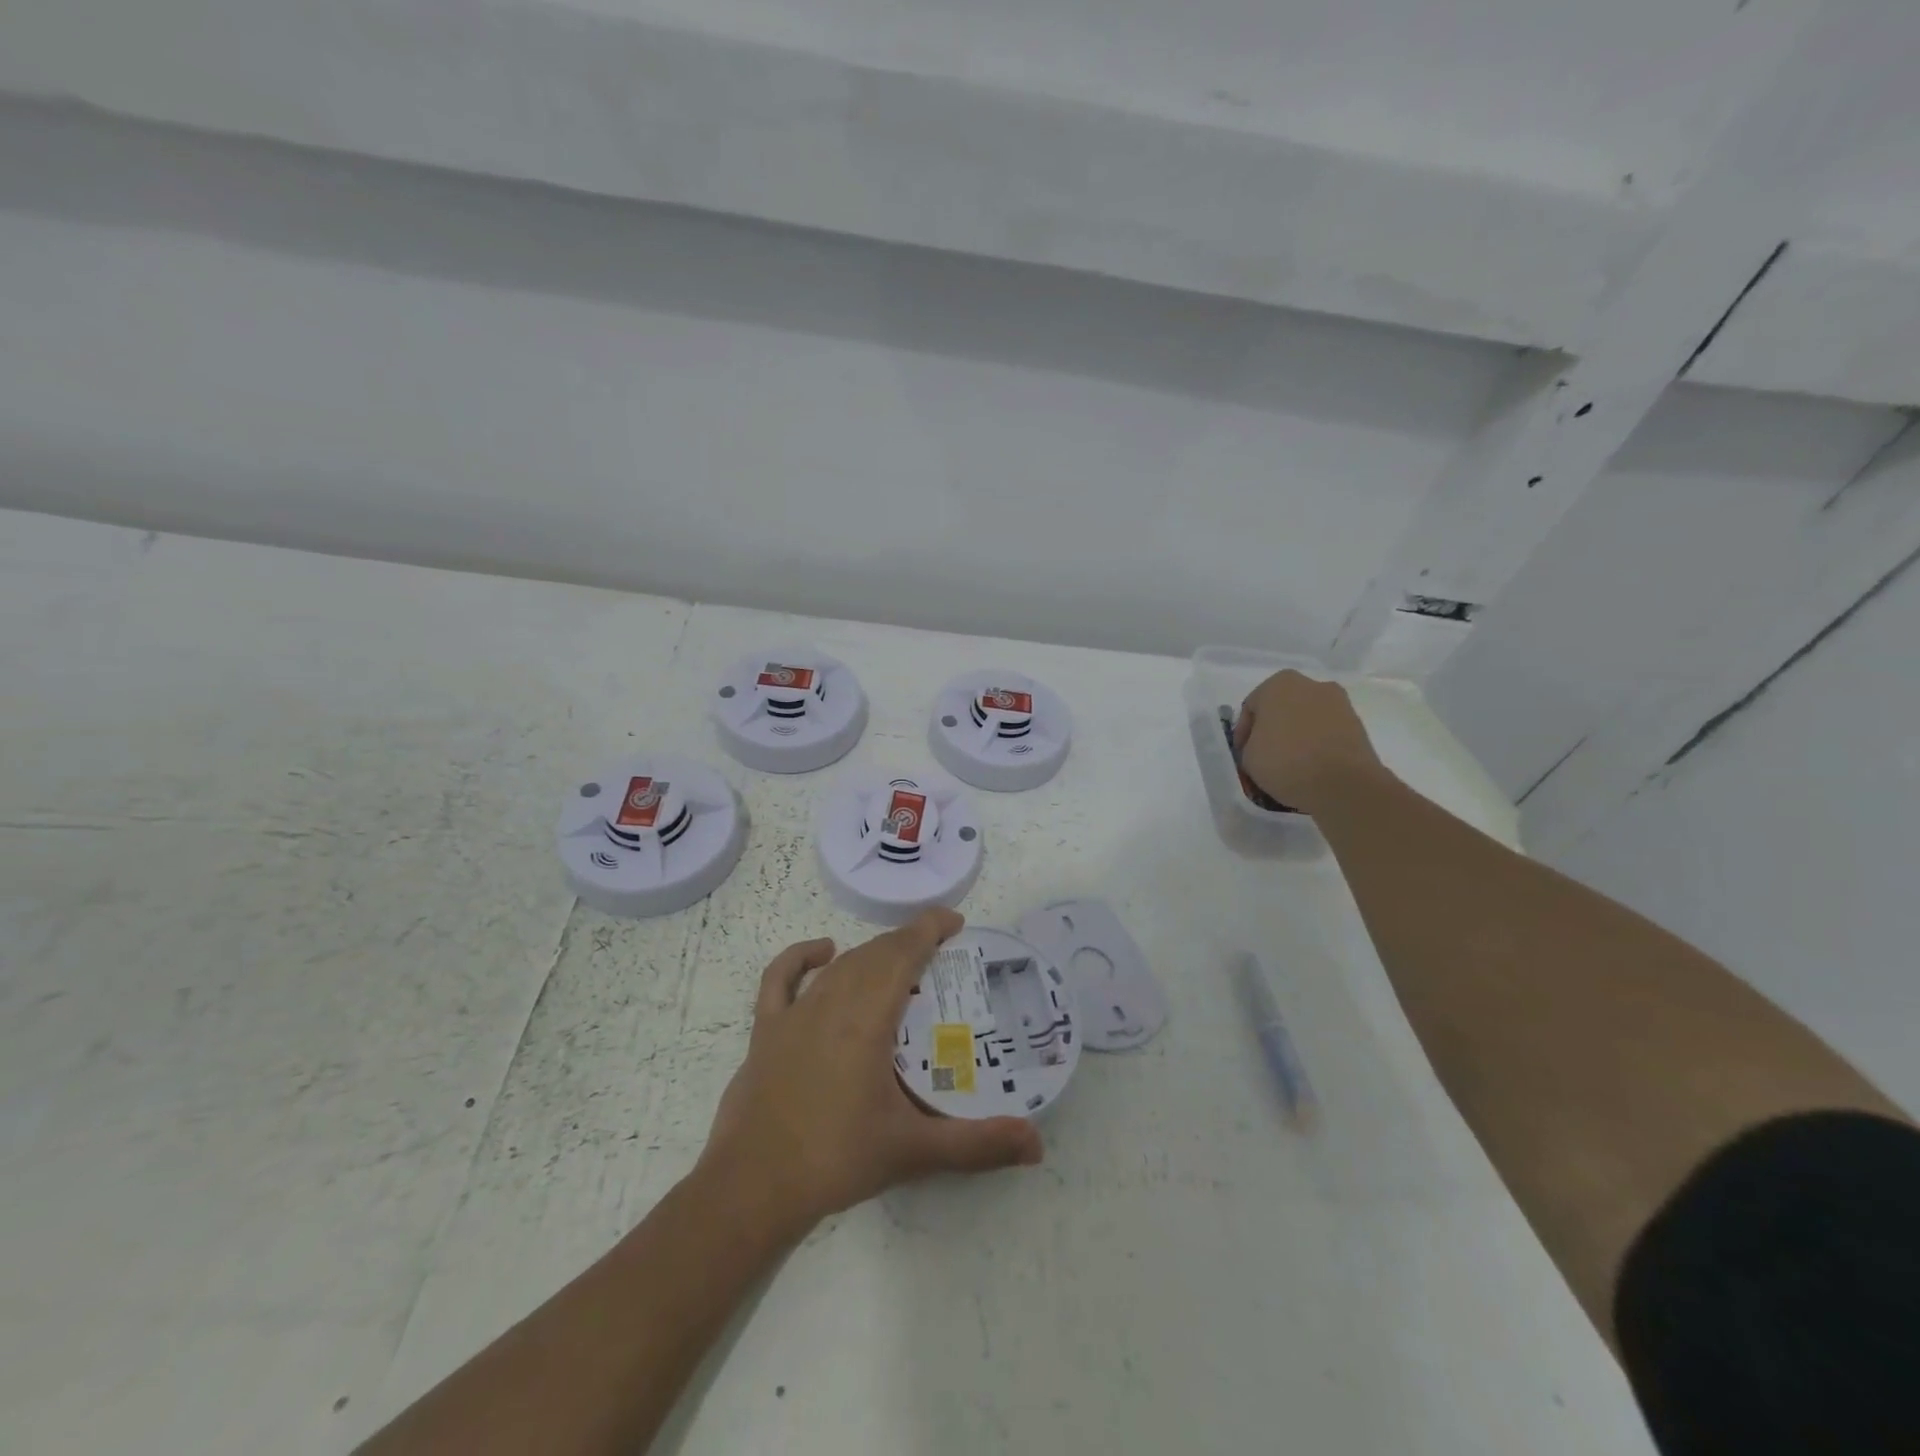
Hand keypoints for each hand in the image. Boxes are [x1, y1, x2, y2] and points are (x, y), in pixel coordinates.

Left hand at [699, 909, 1043, 1242]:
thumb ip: (977, 1145)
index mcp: (867, 1020)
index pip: (903, 955)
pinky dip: (802, 957)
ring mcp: (794, 1014)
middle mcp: (831, 1003)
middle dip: (907, 941)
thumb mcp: (914, 1151)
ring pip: (840, 965)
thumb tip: (1037, 1145)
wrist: (752, 1188)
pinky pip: (781, 978)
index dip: (928, 929)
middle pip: (874, 955)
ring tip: (898, 957)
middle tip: (938, 948)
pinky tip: (823, 952)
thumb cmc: (836, 1160)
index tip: (954, 920)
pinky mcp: (766, 1030)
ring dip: (871, 953)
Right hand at [1233, 670, 1385, 813]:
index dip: (1243, 733)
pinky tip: (1311, 767)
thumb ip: (1250, 744)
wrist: (1343, 784)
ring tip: (1290, 765)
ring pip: (1306, 719)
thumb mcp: (1247, 756)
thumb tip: (1261, 746)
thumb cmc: (1285, 761)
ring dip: (1296, 737)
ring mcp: (1339, 703)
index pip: (1251, 707)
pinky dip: (1317, 745)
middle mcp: (1311, 684)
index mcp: (1278, 684)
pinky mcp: (1358, 724)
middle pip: (1282, 709)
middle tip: (1265, 756)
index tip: (1243, 754)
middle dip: (1273, 730)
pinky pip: (1326, 732)